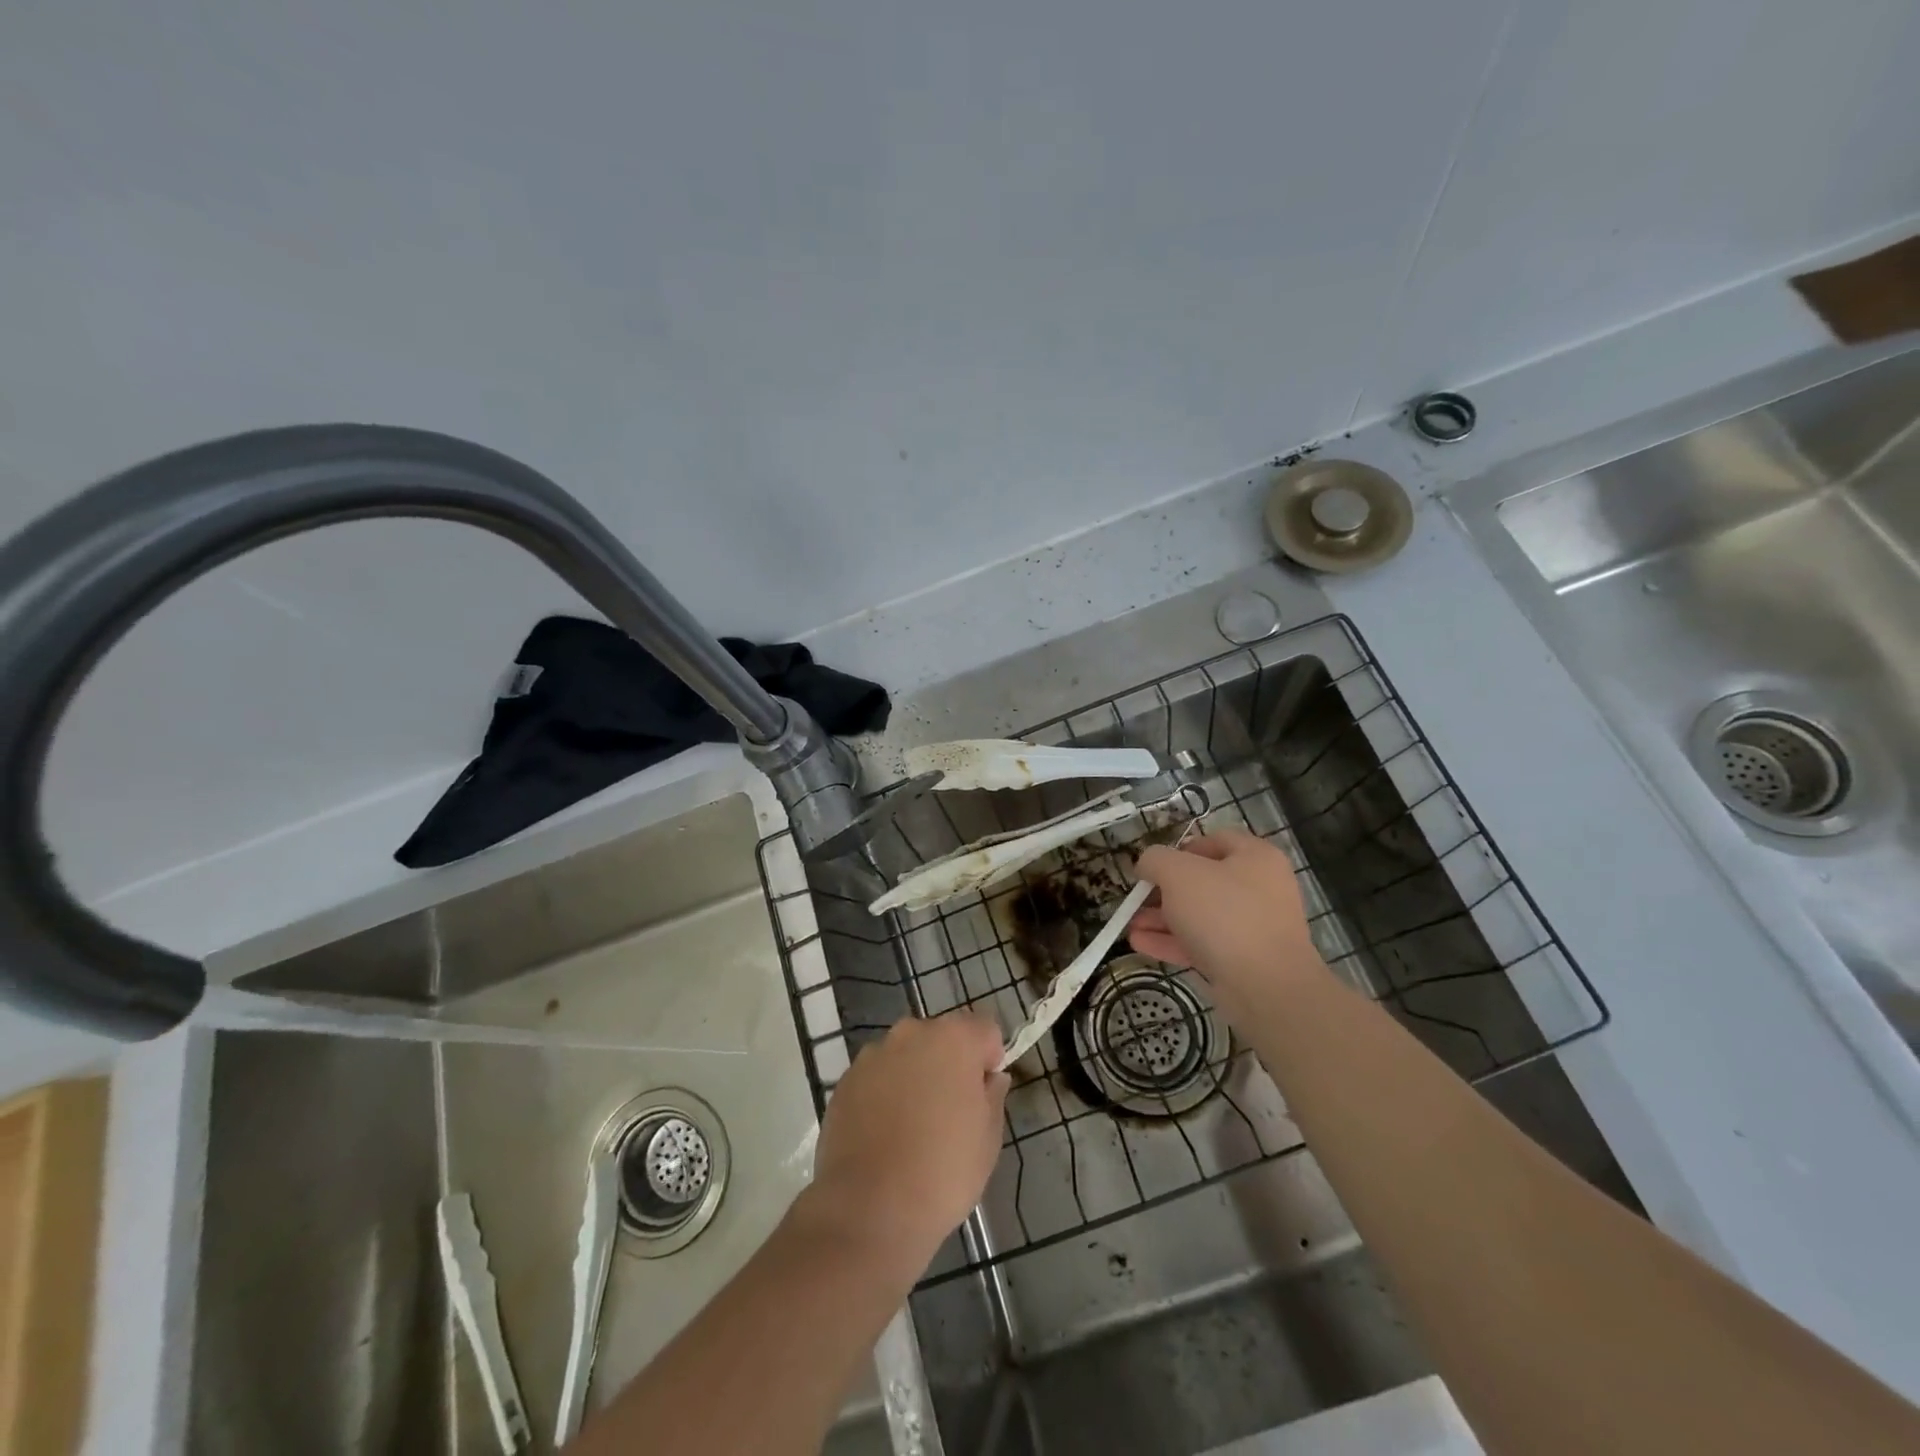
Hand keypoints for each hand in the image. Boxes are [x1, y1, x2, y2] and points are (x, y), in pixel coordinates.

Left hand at [804, 1012, 1008, 1274]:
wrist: (869, 1210)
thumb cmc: (943, 1172)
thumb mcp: (988, 1139)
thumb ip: (993, 1096)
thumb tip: (990, 1078)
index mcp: (954, 1039)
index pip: (985, 1030)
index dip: (989, 1058)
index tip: (984, 1094)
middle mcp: (911, 1033)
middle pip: (941, 1037)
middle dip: (950, 1064)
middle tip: (951, 1112)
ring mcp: (873, 1055)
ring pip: (906, 1055)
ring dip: (915, 1076)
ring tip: (913, 1127)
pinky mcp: (845, 1080)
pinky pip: (877, 1077)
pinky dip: (884, 1094)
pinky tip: (884, 1135)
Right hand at [1130, 831, 1328, 1015]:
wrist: (1266, 986)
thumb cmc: (1224, 914)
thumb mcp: (1178, 873)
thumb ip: (1155, 860)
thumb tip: (1148, 865)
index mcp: (1255, 857)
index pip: (1214, 840)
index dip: (1180, 849)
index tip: (1154, 865)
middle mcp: (1259, 888)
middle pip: (1203, 881)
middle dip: (1162, 891)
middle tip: (1137, 899)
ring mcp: (1254, 927)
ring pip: (1200, 915)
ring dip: (1162, 919)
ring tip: (1129, 926)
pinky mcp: (1244, 960)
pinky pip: (1204, 943)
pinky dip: (1173, 942)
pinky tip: (1140, 945)